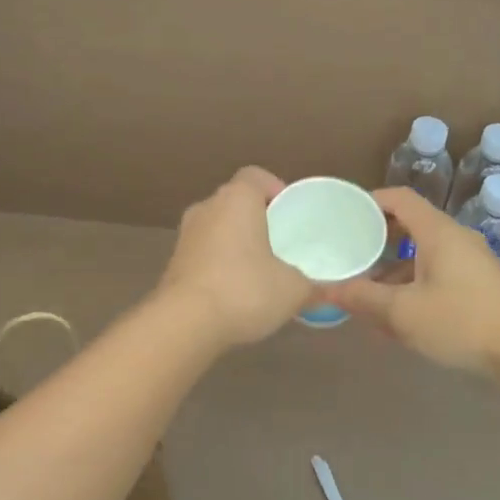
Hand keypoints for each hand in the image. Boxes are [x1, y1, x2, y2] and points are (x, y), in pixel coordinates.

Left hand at [156, 167, 312, 346]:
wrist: (184, 324)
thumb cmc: (244, 290)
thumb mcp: (293, 290)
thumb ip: (312, 285)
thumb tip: (326, 292)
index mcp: (237, 199)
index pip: (255, 176)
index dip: (275, 189)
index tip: (290, 213)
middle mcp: (207, 207)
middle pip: (235, 201)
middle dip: (257, 218)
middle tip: (280, 243)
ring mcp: (185, 235)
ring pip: (217, 228)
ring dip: (235, 242)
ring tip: (259, 270)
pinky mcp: (173, 263)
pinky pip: (203, 253)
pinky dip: (218, 264)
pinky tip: (234, 292)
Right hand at [322, 187, 499, 370]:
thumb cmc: (462, 322)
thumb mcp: (403, 313)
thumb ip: (362, 298)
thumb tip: (326, 289)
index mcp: (437, 232)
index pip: (400, 198)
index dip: (370, 201)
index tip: (344, 215)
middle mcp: (455, 238)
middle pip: (410, 225)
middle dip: (377, 238)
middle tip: (349, 253)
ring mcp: (471, 262)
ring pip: (423, 253)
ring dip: (394, 268)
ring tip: (367, 291)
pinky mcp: (479, 285)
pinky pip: (437, 273)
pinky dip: (413, 284)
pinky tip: (398, 316)